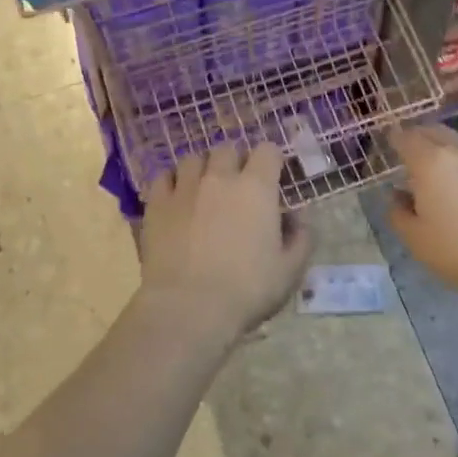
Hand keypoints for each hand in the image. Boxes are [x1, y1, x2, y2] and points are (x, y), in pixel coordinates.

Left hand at [139, 144, 312, 342]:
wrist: (188, 307)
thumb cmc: (247, 290)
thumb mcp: (290, 270)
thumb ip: (301, 238)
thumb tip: (298, 217)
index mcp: (257, 188)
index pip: (267, 151)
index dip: (271, 162)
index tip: (272, 179)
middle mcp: (220, 178)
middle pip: (228, 149)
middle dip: (235, 162)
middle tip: (237, 187)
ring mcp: (184, 188)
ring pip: (193, 159)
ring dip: (202, 169)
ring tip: (204, 190)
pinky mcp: (156, 204)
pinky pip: (163, 177)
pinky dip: (172, 182)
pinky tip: (176, 199)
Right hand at [387, 125, 457, 301]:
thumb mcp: (416, 239)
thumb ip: (398, 213)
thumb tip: (397, 196)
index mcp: (431, 162)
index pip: (406, 137)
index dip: (395, 138)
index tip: (390, 143)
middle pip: (435, 132)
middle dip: (421, 138)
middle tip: (414, 154)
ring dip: (449, 152)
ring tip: (445, 174)